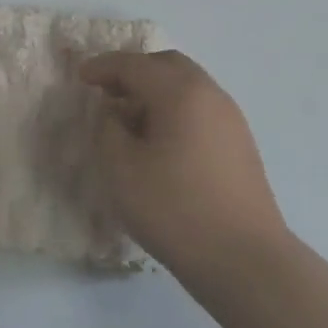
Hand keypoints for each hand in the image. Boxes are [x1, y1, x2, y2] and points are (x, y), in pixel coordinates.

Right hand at [83, 50, 286, 281]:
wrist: (247, 262)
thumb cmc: (176, 210)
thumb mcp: (122, 170)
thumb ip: (108, 130)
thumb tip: (114, 113)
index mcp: (180, 91)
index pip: (134, 65)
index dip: (103, 67)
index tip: (80, 77)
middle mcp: (209, 93)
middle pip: (166, 65)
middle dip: (133, 72)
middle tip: (107, 91)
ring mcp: (230, 117)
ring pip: (186, 85)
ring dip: (155, 91)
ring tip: (131, 120)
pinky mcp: (240, 143)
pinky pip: (200, 108)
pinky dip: (175, 109)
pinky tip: (161, 142)